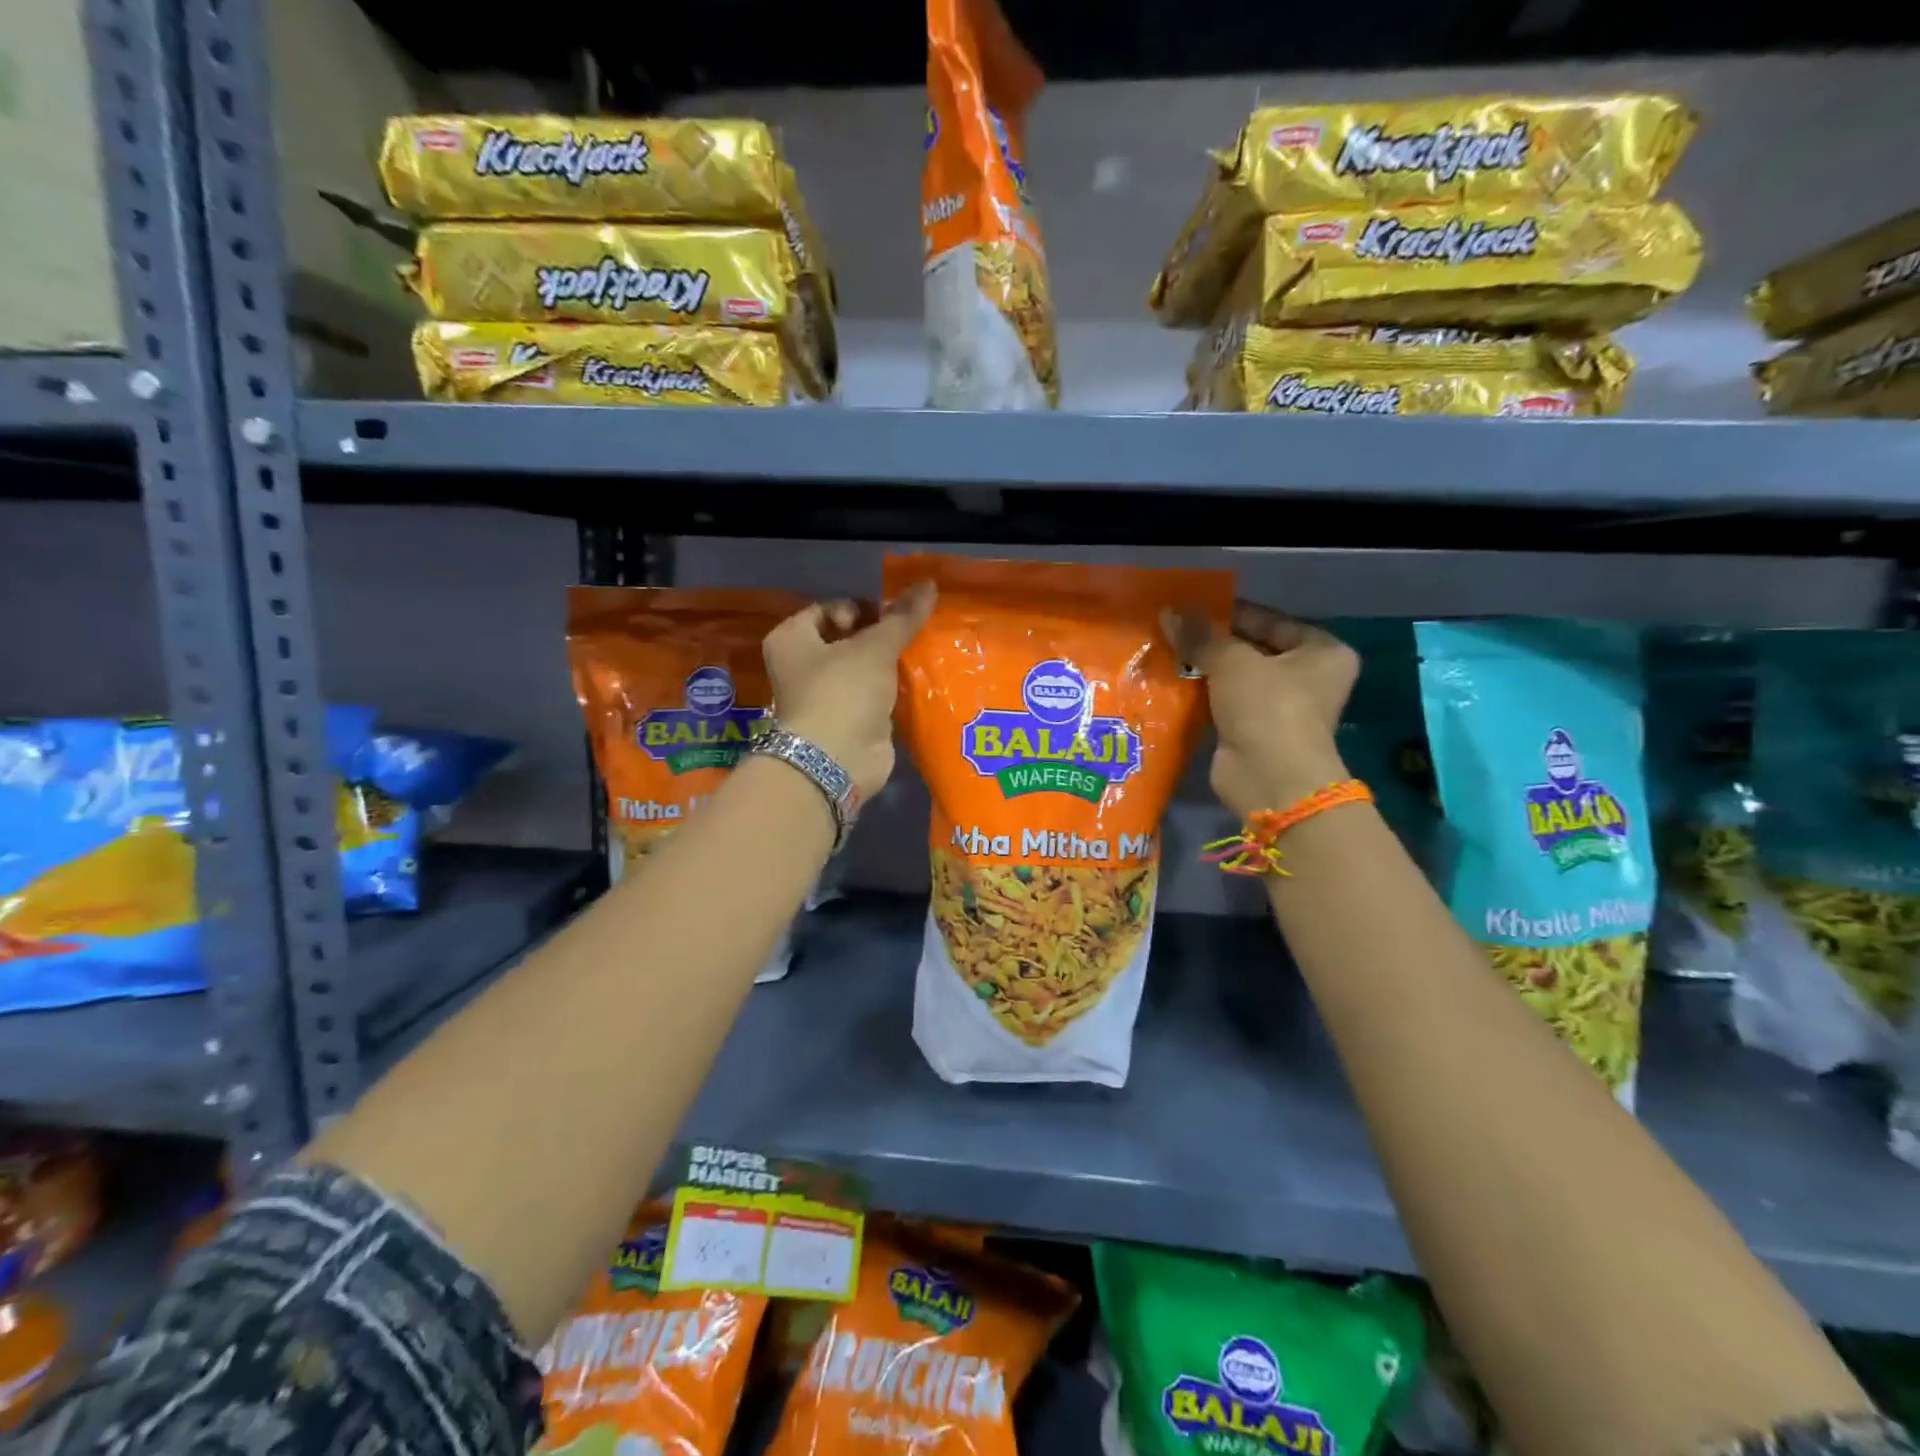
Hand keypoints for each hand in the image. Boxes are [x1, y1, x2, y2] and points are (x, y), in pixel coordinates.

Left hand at [762, 581, 936, 799]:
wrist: (836, 760)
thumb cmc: (843, 692)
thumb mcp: (875, 647)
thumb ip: (902, 617)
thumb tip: (928, 583)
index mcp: (792, 638)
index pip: (831, 609)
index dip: (864, 608)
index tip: (894, 617)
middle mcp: (802, 665)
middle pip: (848, 638)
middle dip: (881, 636)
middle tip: (913, 634)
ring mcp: (825, 695)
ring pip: (863, 668)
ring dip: (889, 664)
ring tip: (921, 654)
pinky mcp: (848, 720)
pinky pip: (873, 695)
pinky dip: (892, 690)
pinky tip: (918, 683)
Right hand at [1161, 601, 1359, 818]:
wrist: (1270, 779)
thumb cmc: (1268, 708)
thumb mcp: (1233, 662)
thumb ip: (1202, 637)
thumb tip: (1169, 612)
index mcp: (1322, 652)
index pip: (1271, 620)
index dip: (1232, 612)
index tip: (1193, 606)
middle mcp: (1308, 677)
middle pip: (1253, 648)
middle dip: (1214, 642)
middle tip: (1174, 627)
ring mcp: (1281, 708)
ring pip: (1236, 677)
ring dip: (1204, 668)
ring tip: (1166, 649)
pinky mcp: (1255, 731)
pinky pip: (1224, 703)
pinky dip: (1202, 695)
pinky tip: (1171, 681)